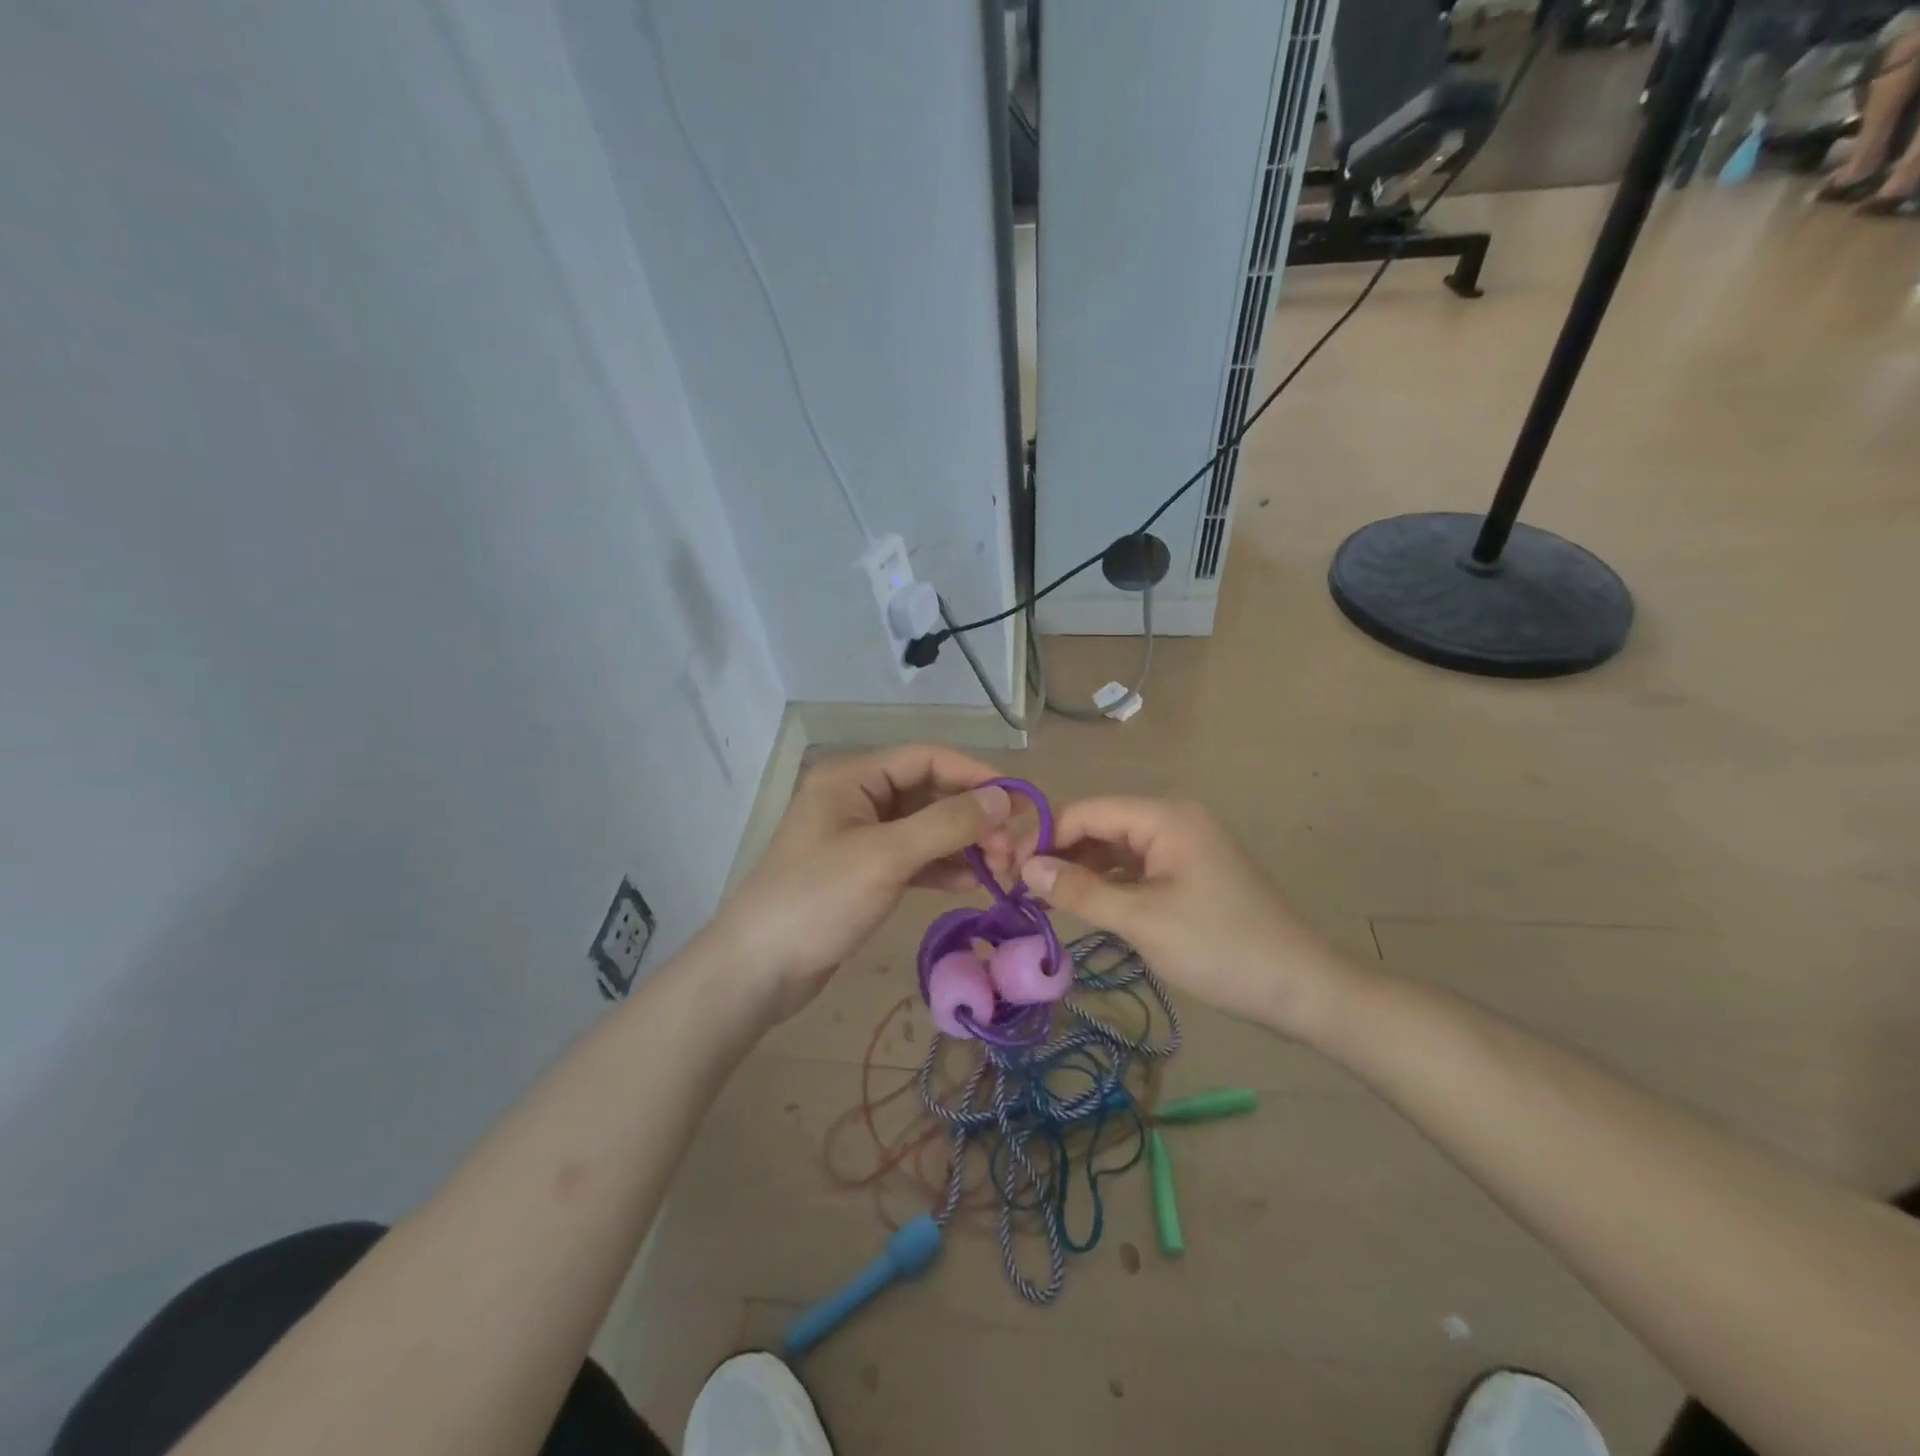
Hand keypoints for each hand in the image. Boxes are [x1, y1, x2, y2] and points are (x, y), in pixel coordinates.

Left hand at [713, 745, 1014, 1020]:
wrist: (758, 970)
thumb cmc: (818, 900)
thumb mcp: (886, 857)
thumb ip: (947, 824)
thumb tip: (1003, 798)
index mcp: (853, 778)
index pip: (926, 758)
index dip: (976, 775)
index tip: (1020, 801)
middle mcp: (857, 798)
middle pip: (929, 793)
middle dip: (972, 817)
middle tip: (1011, 850)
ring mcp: (860, 837)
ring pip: (925, 828)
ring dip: (964, 845)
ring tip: (1002, 870)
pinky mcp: (865, 872)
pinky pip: (915, 858)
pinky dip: (944, 868)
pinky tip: (976, 884)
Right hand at [1019, 797, 1355, 1040]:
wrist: (1301, 988)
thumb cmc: (1219, 948)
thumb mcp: (1142, 920)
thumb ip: (1079, 891)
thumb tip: (1026, 868)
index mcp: (1164, 816)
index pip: (1086, 811)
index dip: (1044, 836)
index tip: (1007, 871)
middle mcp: (1172, 819)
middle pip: (1098, 825)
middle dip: (1058, 852)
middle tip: (1018, 888)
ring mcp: (1181, 847)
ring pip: (1114, 848)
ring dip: (1079, 870)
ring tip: (1041, 899)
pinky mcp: (1186, 873)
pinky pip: (1133, 868)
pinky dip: (1105, 883)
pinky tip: (1081, 904)